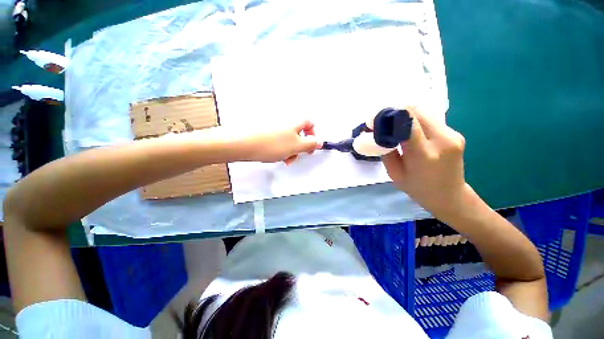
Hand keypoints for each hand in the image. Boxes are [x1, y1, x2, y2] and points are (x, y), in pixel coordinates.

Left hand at [239, 120, 321, 162]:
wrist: (244, 144)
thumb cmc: (273, 145)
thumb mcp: (296, 146)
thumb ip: (310, 144)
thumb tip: (320, 142)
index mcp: (294, 123)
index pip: (310, 124)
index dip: (313, 135)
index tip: (311, 147)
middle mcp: (285, 123)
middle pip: (299, 135)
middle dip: (299, 147)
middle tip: (294, 156)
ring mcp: (274, 129)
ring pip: (288, 141)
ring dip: (289, 151)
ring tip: (282, 159)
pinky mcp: (266, 134)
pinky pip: (278, 143)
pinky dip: (279, 150)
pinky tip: (273, 156)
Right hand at [382, 107, 467, 218]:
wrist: (450, 197)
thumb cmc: (417, 189)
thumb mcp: (394, 173)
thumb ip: (386, 151)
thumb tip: (379, 132)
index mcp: (424, 153)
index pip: (407, 121)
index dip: (389, 116)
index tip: (376, 121)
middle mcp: (442, 139)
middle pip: (416, 111)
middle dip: (396, 113)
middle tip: (384, 123)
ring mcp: (453, 135)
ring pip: (424, 113)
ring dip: (407, 117)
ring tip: (396, 128)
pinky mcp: (456, 134)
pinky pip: (431, 120)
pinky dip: (417, 122)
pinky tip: (411, 133)